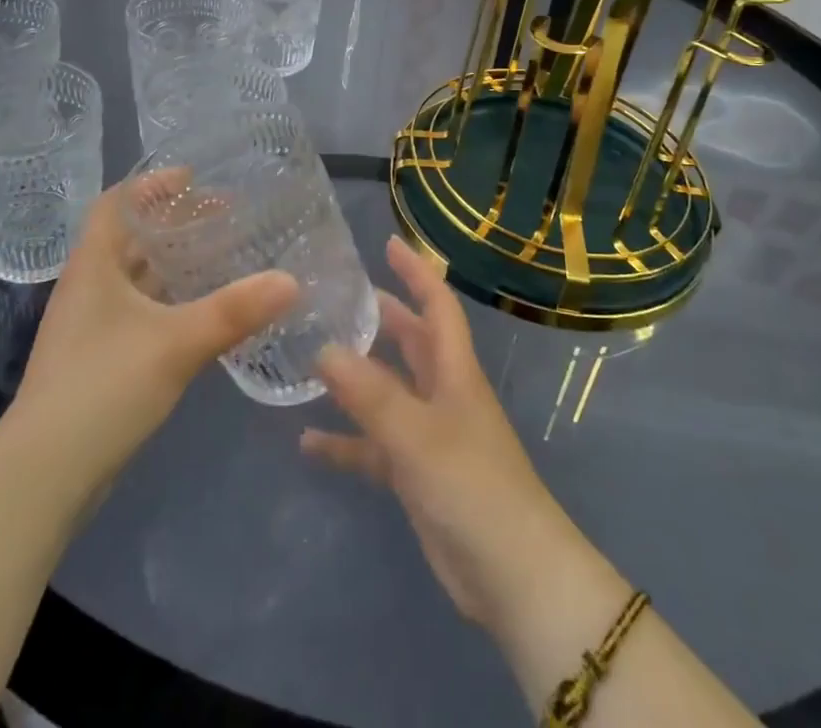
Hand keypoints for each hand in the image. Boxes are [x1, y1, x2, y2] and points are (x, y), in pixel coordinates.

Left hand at [11, 176, 299, 494]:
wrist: (44, 476)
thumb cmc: (104, 387)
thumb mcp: (176, 343)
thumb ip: (234, 310)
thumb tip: (291, 280)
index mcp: (93, 265)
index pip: (116, 204)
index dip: (150, 185)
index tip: (193, 178)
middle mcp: (88, 287)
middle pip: (129, 238)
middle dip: (173, 224)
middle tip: (222, 217)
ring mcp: (90, 327)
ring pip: (135, 279)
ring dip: (172, 265)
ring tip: (220, 257)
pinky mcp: (98, 360)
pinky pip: (139, 312)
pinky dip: (169, 302)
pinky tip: (201, 314)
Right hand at [301, 237, 611, 633]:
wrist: (513, 577)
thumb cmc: (473, 487)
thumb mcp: (417, 435)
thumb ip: (370, 394)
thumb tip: (323, 348)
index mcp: (453, 370)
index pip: (437, 305)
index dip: (416, 271)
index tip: (388, 243)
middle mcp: (442, 393)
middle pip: (409, 341)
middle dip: (378, 316)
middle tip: (334, 298)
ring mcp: (429, 434)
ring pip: (387, 392)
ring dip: (354, 377)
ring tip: (309, 358)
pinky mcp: (416, 474)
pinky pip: (374, 447)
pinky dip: (346, 441)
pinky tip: (307, 441)